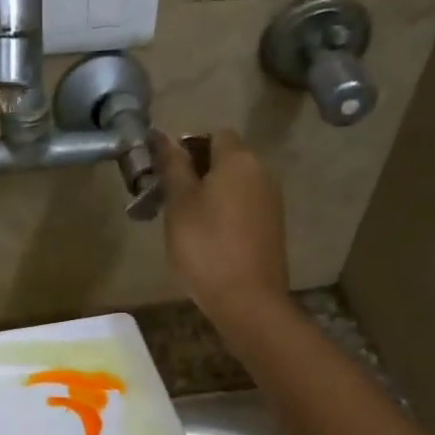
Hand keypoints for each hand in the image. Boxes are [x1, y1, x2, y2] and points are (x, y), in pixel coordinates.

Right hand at [152, 128, 291, 327]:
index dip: (188, 145)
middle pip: (226, 158)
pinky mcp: (272, 228)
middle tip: (168, 198)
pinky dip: (224, 213)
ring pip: (234, 185)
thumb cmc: (206, 246)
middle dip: (196, 171)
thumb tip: (162, 136)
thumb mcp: (179, 203)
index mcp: (239, 160)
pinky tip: (207, 239)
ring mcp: (271, 202)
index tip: (166, 171)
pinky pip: (243, 207)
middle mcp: (262, 173)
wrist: (247, 300)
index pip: (214, 134)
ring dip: (209, 194)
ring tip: (184, 221)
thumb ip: (172, 166)